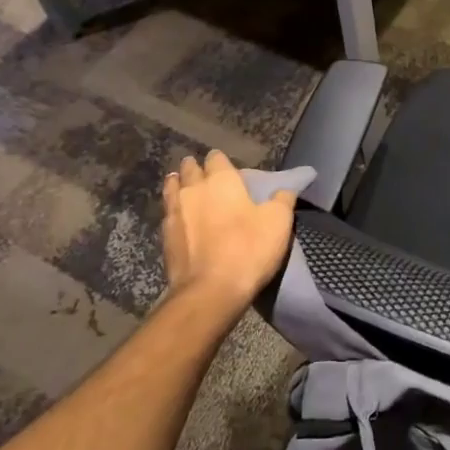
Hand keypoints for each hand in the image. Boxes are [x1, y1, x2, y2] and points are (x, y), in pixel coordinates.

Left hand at [161, 151, 297, 313]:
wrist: (210, 291)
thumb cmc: (248, 249)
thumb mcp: (279, 222)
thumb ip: (283, 199)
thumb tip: (284, 189)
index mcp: (222, 180)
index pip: (216, 158)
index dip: (221, 161)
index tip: (227, 167)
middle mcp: (194, 189)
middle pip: (189, 169)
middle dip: (196, 168)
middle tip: (203, 174)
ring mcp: (175, 212)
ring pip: (172, 188)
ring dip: (177, 184)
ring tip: (183, 186)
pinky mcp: (165, 237)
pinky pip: (167, 213)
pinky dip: (173, 210)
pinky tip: (178, 215)